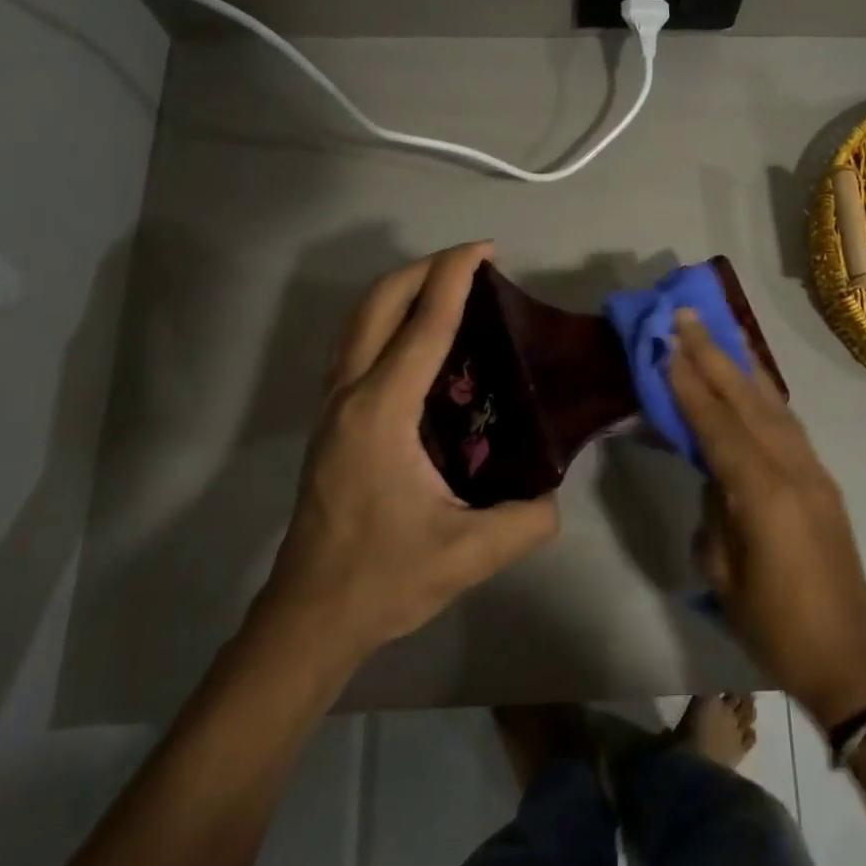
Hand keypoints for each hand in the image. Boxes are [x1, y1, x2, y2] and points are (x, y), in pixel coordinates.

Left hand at [256, 243, 558, 660]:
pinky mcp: (330, 421)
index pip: (423, 327)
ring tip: (447, 287)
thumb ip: (527, 519)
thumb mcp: (469, 554)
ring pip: (358, 321)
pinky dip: (386, 320)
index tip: (484, 249)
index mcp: (382, 413)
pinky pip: (356, 346)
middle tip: (471, 262)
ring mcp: (332, 406)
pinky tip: (418, 339)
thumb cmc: (384, 578)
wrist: (311, 616)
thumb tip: (554, 491)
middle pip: (377, 305)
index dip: (454, 278)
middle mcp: (349, 395)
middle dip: (423, 269)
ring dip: (400, 290)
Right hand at [670, 311, 865, 727]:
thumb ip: (715, 514)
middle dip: (714, 356)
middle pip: (748, 401)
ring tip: (718, 334)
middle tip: (687, 316)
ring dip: (741, 367)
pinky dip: (766, 395)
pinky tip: (753, 382)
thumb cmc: (776, 628)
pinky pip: (789, 425)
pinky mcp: (824, 482)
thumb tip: (715, 477)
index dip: (690, 385)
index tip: (667, 345)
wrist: (851, 660)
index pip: (718, 426)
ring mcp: (814, 473)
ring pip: (773, 405)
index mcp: (764, 495)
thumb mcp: (724, 576)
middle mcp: (794, 470)